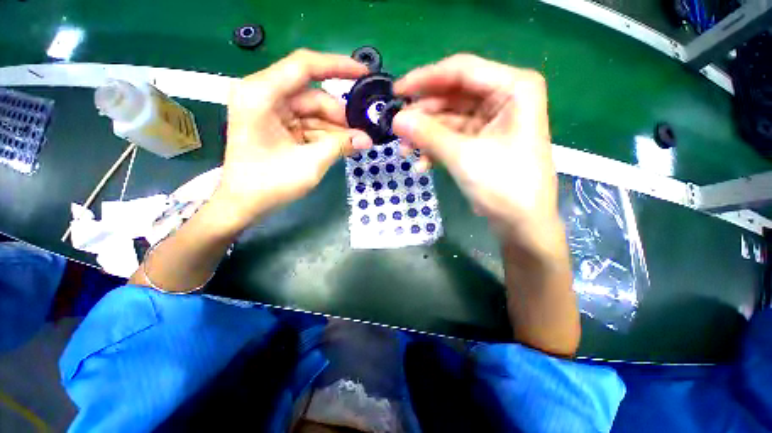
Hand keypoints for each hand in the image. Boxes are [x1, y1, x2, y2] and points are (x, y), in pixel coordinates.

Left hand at [215, 49, 372, 228]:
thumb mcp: (309, 164)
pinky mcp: (279, 126)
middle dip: (340, 115)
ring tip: (358, 142)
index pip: (304, 66)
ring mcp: (272, 112)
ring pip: (314, 112)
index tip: (364, 73)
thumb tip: (367, 139)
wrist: (244, 205)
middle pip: (313, 95)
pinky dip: (327, 135)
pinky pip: (309, 125)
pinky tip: (344, 145)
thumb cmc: (269, 184)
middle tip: (363, 132)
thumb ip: (339, 146)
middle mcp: (264, 96)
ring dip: (336, 128)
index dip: (337, 66)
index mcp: (261, 94)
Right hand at [392, 54, 562, 257]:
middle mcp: (503, 98)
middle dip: (423, 114)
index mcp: (512, 88)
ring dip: (425, 135)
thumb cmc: (503, 186)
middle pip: (452, 95)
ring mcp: (491, 122)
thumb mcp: (463, 156)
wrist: (521, 223)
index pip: (461, 70)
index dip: (425, 79)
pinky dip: (435, 148)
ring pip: (448, 119)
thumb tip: (396, 120)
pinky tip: (421, 164)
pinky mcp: (481, 141)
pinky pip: (452, 137)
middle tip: (397, 128)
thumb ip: (428, 135)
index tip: (396, 92)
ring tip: (404, 150)